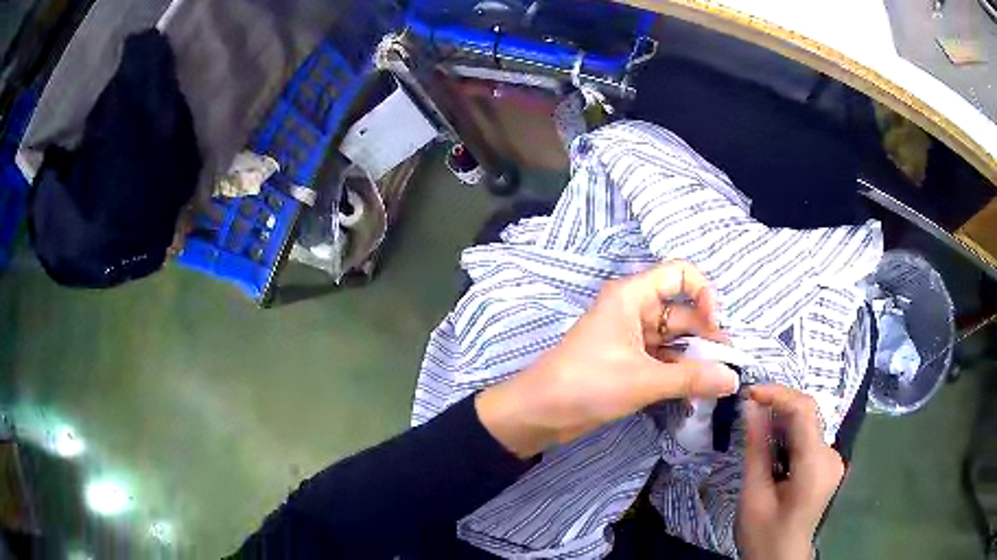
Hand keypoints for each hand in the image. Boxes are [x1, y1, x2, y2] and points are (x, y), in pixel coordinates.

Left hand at [476, 261, 739, 458]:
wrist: (539, 413)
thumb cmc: (588, 384)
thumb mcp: (644, 380)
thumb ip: (692, 378)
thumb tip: (733, 378)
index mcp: (632, 296)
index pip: (679, 274)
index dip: (704, 294)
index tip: (714, 328)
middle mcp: (633, 310)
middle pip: (681, 312)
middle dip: (705, 336)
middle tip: (727, 366)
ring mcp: (630, 338)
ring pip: (673, 340)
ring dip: (694, 359)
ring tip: (718, 383)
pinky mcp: (627, 362)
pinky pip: (662, 360)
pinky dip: (678, 374)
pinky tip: (696, 393)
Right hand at [737, 385, 844, 559]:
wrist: (780, 559)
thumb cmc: (763, 534)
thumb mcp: (753, 494)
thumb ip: (756, 448)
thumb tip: (751, 406)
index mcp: (815, 466)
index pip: (804, 411)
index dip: (777, 394)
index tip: (749, 393)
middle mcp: (832, 455)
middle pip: (808, 415)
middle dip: (777, 407)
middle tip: (747, 410)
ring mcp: (833, 459)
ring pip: (807, 425)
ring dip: (781, 423)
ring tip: (756, 435)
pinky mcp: (828, 464)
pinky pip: (808, 438)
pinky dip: (788, 436)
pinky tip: (771, 452)